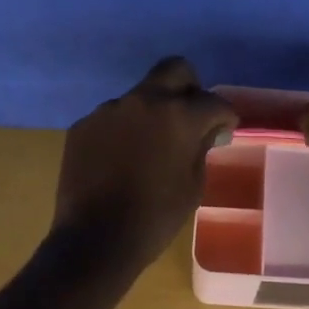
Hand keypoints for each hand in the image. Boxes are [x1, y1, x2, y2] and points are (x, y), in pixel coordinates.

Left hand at [52, 57, 236, 273]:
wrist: (95, 239)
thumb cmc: (156, 217)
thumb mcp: (193, 185)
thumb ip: (202, 147)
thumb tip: (208, 130)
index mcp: (178, 115)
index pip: (213, 101)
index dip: (225, 115)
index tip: (224, 129)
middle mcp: (143, 101)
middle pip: (174, 70)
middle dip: (190, 88)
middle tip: (191, 116)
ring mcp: (109, 110)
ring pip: (139, 96)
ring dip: (151, 113)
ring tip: (150, 146)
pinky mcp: (83, 125)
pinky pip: (112, 118)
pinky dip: (123, 131)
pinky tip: (121, 160)